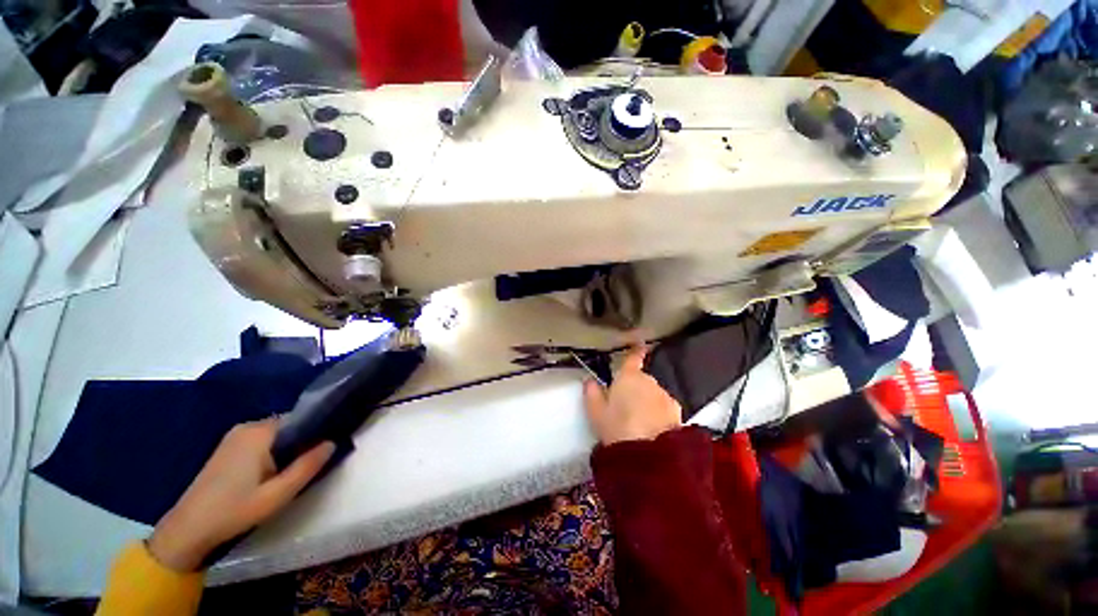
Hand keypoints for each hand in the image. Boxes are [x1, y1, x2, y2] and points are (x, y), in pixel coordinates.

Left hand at [148, 419, 334, 571]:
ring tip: (291, 471)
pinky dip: (273, 452)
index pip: (301, 419)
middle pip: (289, 426)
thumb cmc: (235, 510)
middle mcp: (248, 426)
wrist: (188, 529)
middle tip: (309, 466)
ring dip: (288, 449)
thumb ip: (308, 466)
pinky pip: (263, 441)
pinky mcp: (228, 447)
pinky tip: (272, 473)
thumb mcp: (278, 494)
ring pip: (277, 435)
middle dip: (302, 442)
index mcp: (260, 432)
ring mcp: (235, 436)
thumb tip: (333, 442)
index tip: (326, 448)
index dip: (317, 431)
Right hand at [583, 346, 681, 445]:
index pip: (632, 358)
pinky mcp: (677, 412)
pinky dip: (659, 413)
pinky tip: (653, 429)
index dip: (635, 351)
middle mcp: (649, 381)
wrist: (648, 455)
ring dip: (647, 402)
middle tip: (624, 408)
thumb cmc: (617, 428)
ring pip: (653, 394)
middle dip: (635, 389)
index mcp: (628, 377)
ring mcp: (665, 396)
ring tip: (638, 423)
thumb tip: (590, 381)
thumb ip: (592, 393)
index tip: (640, 344)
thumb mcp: (596, 412)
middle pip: (641, 380)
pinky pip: (664, 408)